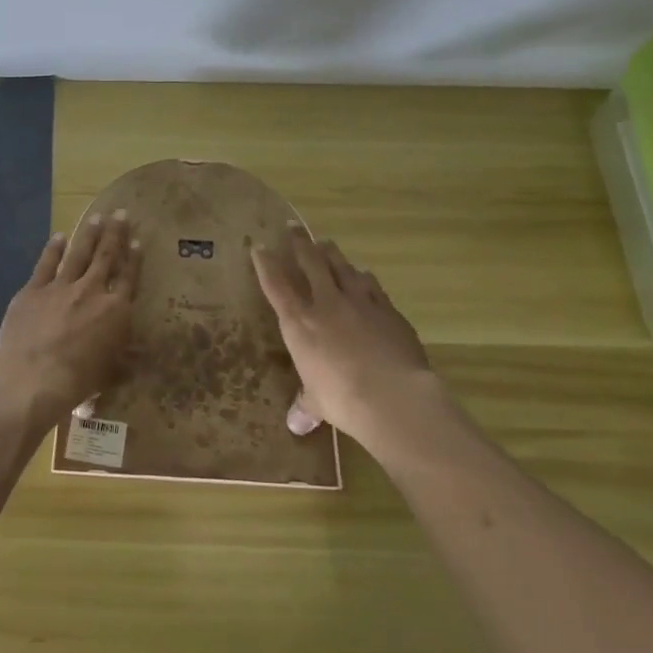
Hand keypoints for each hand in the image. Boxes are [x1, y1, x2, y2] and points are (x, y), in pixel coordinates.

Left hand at [0, 211, 139, 419]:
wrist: (33, 376)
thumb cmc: (78, 380)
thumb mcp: (110, 373)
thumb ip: (124, 359)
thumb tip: (139, 356)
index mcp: (115, 311)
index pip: (128, 278)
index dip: (133, 259)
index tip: (137, 240)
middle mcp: (91, 291)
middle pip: (106, 257)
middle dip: (114, 234)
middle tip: (120, 213)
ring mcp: (61, 287)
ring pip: (79, 254)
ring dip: (89, 235)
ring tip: (96, 217)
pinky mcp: (33, 290)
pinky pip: (46, 264)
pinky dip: (53, 249)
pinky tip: (59, 236)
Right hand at [250, 224, 433, 450]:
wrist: (393, 395)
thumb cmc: (342, 398)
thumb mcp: (318, 402)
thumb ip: (306, 405)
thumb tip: (296, 425)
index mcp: (299, 323)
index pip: (277, 285)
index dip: (266, 264)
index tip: (259, 246)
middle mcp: (326, 304)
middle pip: (310, 263)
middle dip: (299, 243)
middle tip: (293, 227)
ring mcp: (360, 302)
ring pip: (341, 267)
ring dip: (331, 253)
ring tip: (325, 243)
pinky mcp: (388, 309)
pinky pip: (371, 285)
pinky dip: (363, 277)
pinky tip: (363, 274)